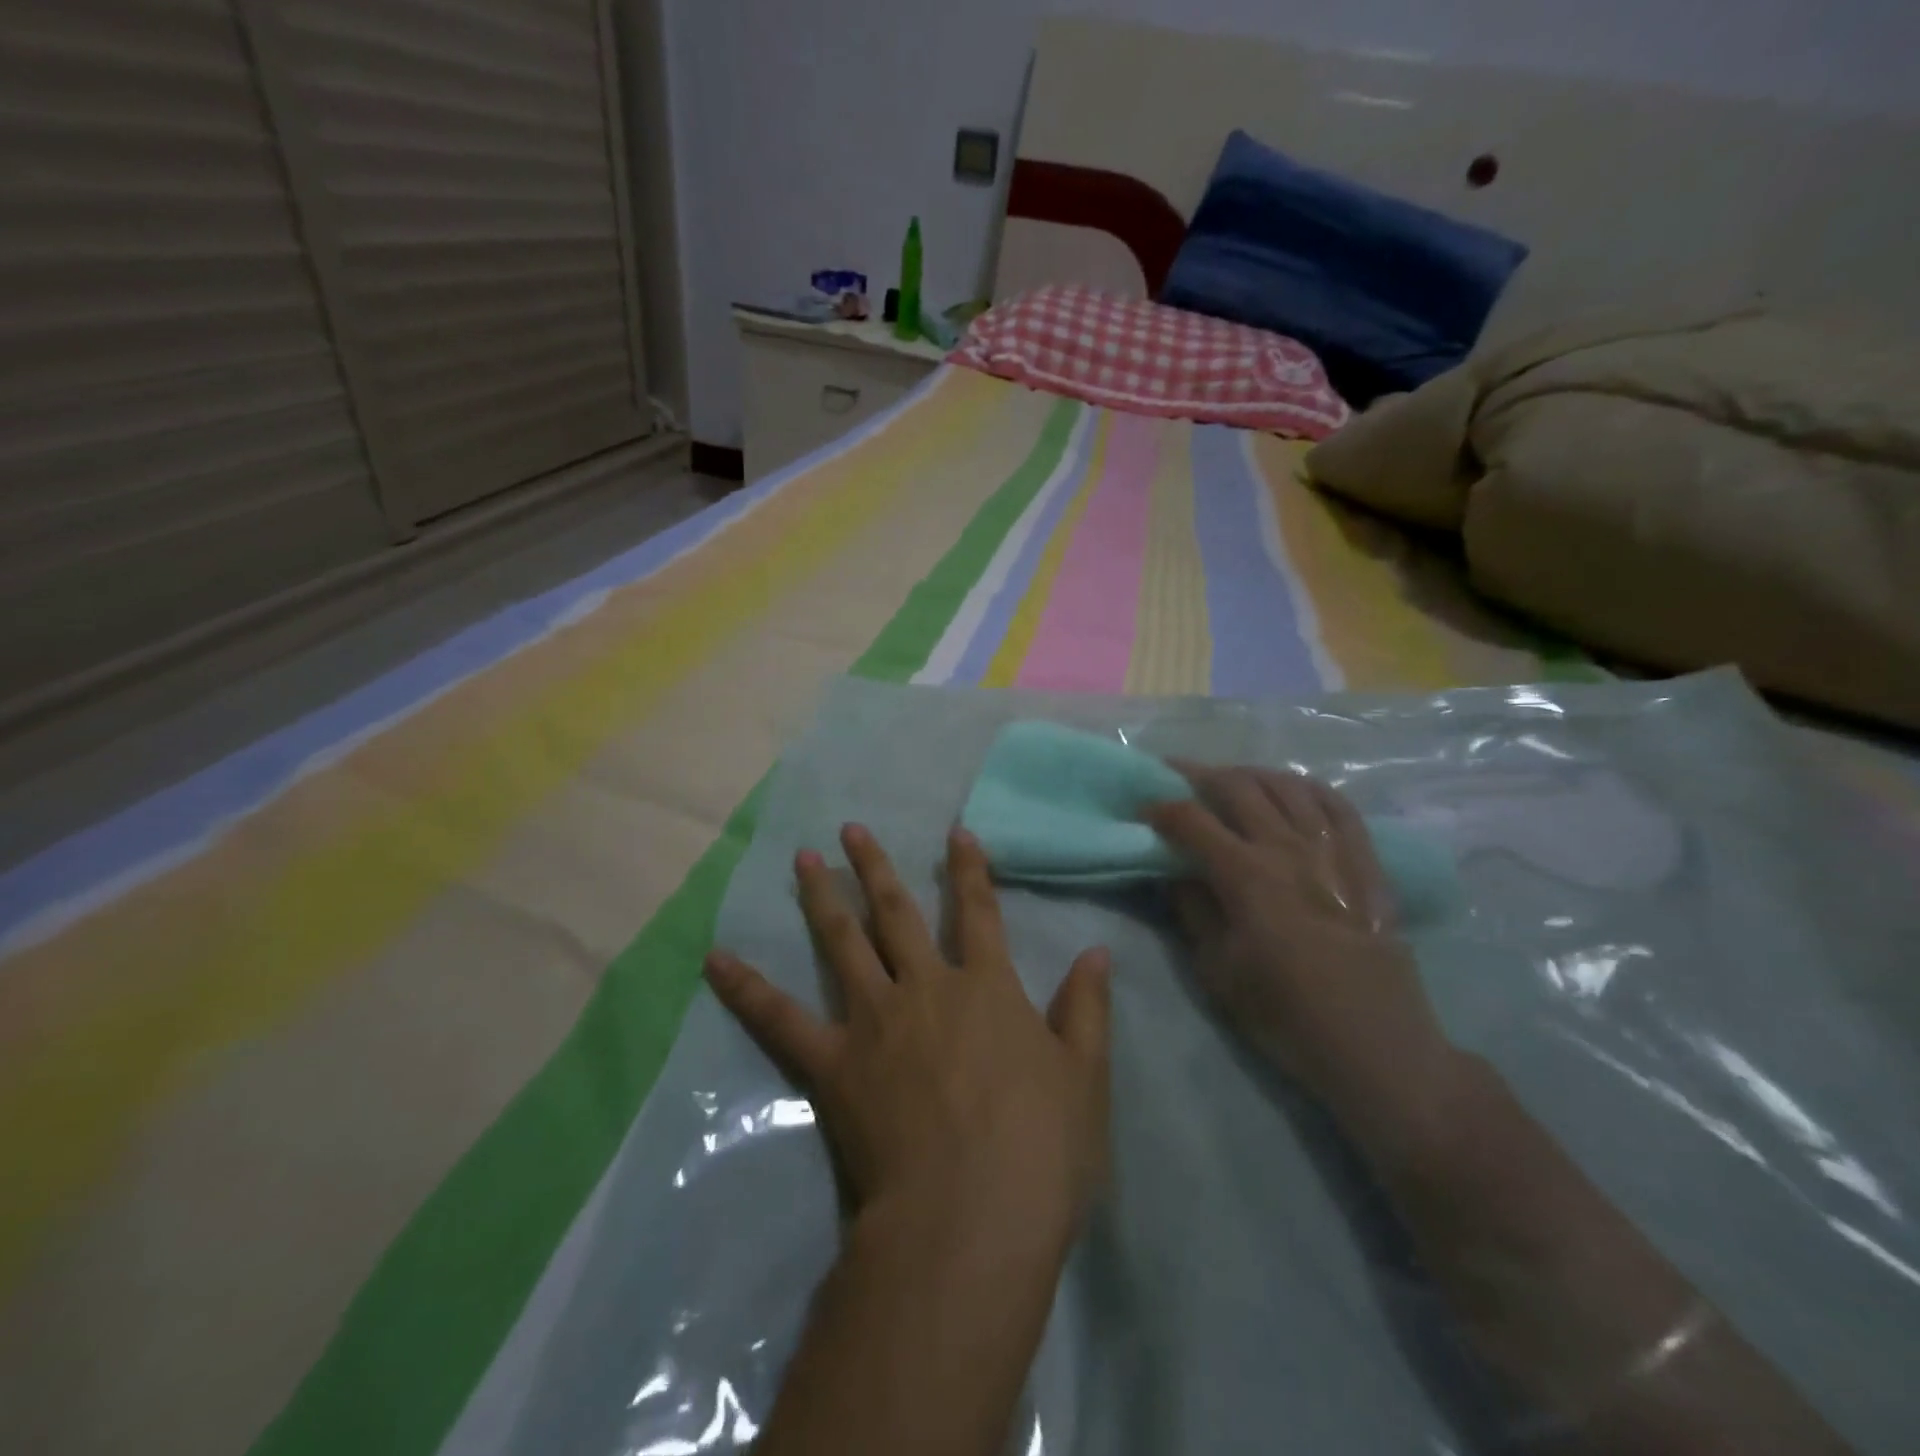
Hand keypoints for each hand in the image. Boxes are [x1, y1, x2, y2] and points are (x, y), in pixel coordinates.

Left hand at [705, 824, 1111, 1259]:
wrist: (969, 1222)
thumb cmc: (1039, 1152)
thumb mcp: (1085, 1079)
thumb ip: (1086, 1010)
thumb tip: (1096, 952)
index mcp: (986, 989)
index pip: (980, 913)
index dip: (970, 870)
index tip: (956, 833)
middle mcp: (926, 988)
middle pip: (898, 914)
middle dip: (878, 868)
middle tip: (852, 830)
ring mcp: (874, 1021)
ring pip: (842, 944)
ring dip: (824, 898)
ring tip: (803, 860)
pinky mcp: (833, 1063)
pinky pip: (781, 1018)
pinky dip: (747, 987)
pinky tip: (716, 959)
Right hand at [1149, 766, 1450, 1116]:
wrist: (1375, 1045)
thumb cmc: (1285, 1014)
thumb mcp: (1217, 970)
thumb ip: (1192, 911)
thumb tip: (1175, 873)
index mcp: (1247, 875)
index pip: (1192, 820)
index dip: (1161, 808)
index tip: (1142, 810)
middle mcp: (1288, 848)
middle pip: (1237, 786)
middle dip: (1198, 775)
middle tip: (1175, 776)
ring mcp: (1333, 850)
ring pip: (1287, 785)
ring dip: (1250, 775)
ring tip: (1229, 780)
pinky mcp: (1365, 862)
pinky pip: (1337, 804)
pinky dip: (1308, 788)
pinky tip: (1291, 790)